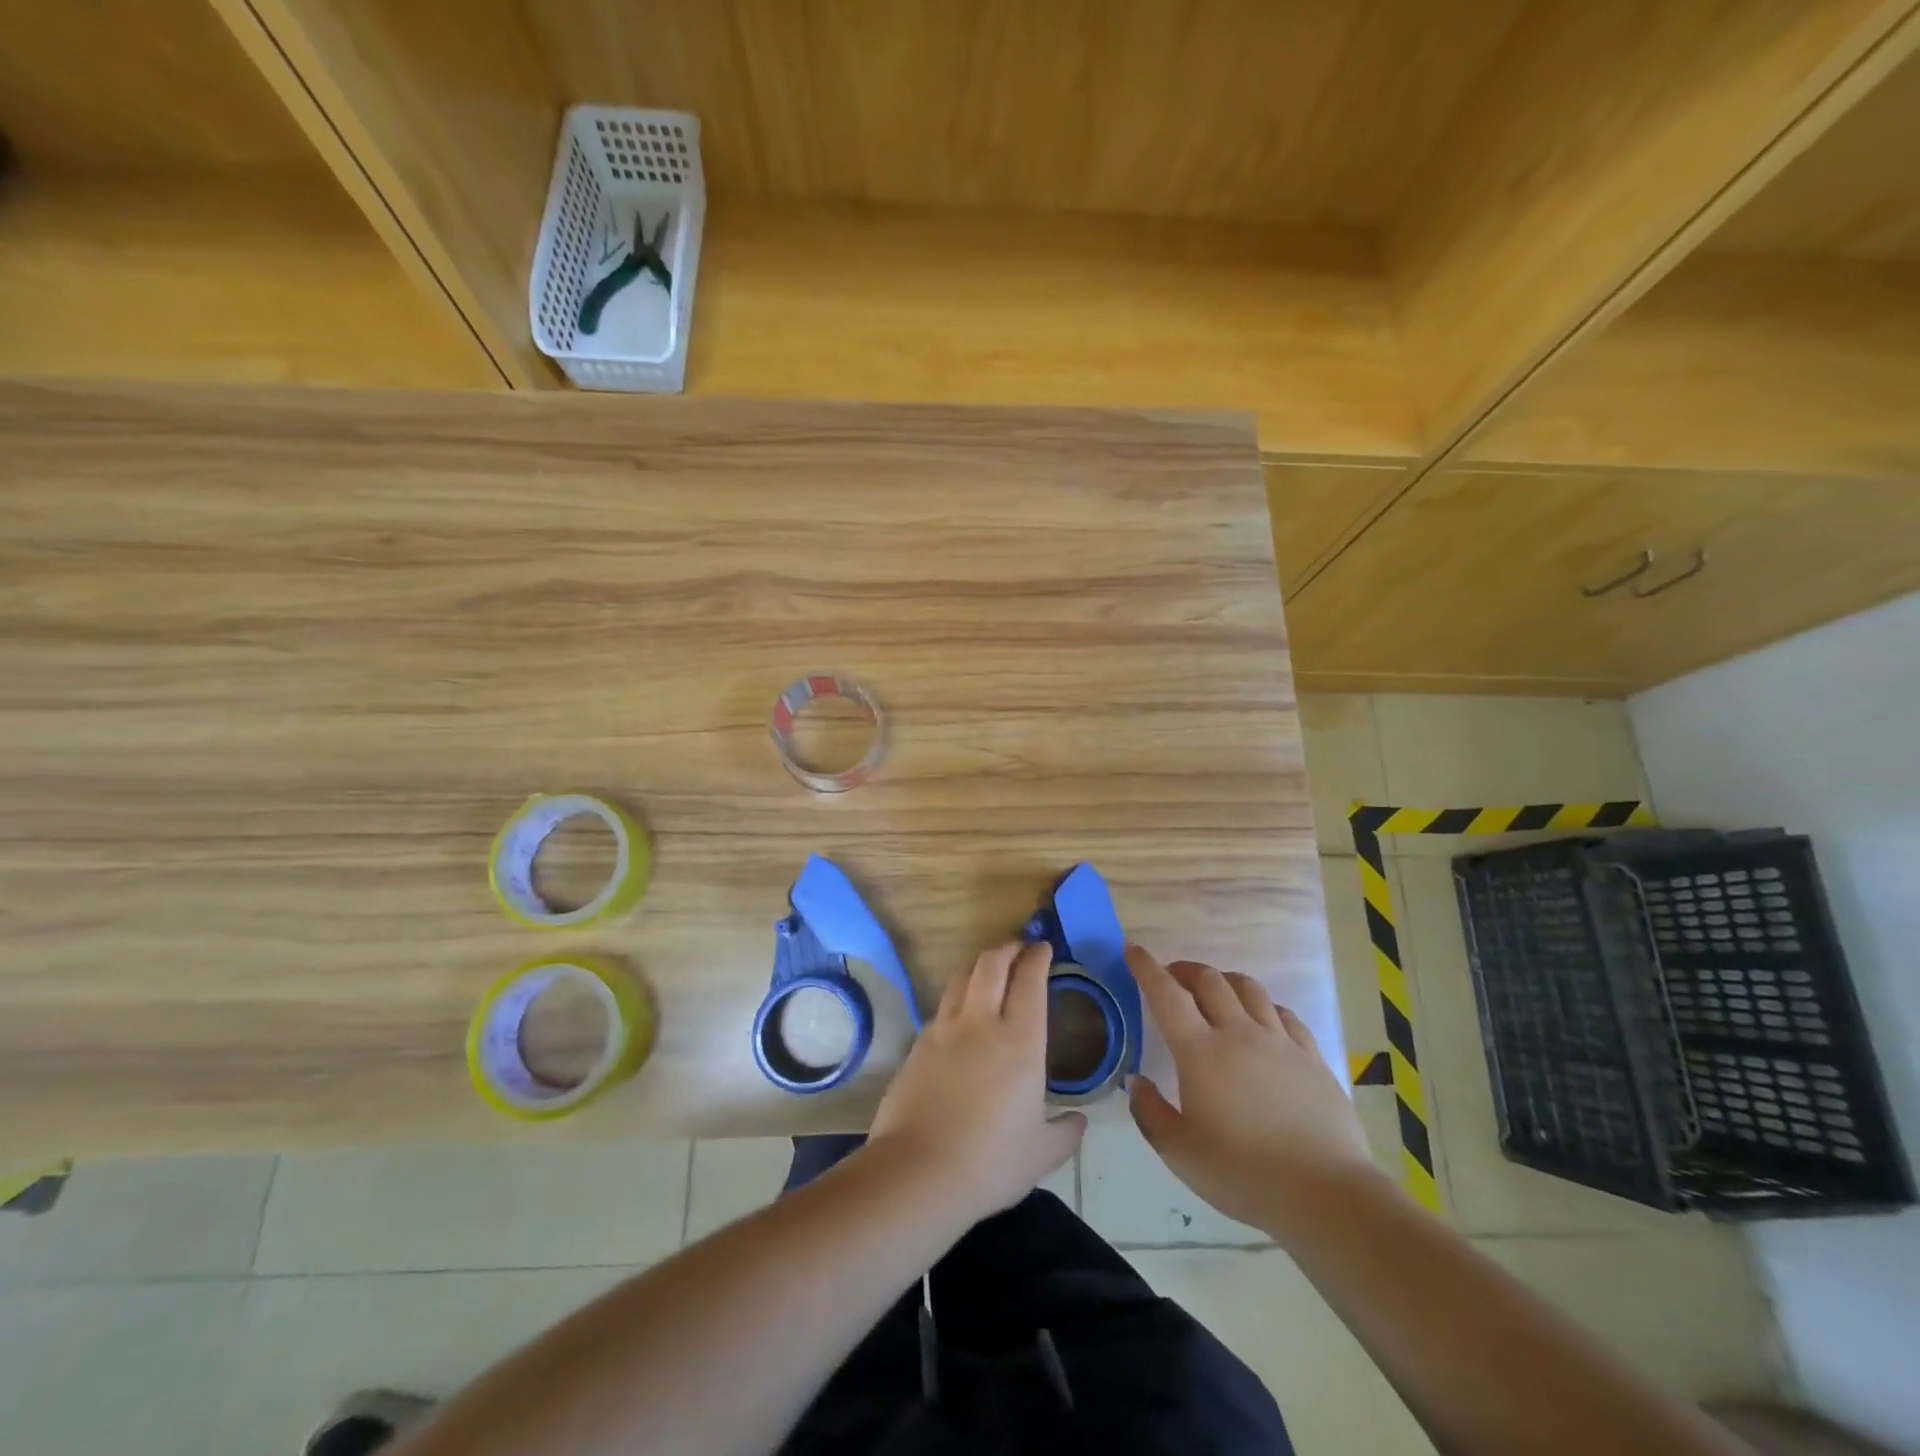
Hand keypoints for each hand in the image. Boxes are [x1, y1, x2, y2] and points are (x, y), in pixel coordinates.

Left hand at [869, 941, 1085, 1223]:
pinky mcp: (918, 1044)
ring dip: (979, 967)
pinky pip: (942, 1007)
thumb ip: (1066, 1131)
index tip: (1044, 948)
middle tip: (1018, 950)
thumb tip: (1078, 1120)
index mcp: (1020, 1041)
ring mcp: (944, 1029)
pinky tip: (961, 1018)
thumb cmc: (991, 1162)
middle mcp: (981, 1023)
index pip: (1030, 980)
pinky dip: (957, 999)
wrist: (919, 1172)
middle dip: (1007, 949)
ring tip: (989, 974)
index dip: (1037, 957)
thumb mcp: (1042, 1153)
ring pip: (961, 978)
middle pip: (991, 963)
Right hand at [1125, 945, 1379, 1238]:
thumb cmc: (1243, 1174)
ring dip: (1224, 980)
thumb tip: (1137, 1081)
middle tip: (1172, 977)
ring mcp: (1279, 1041)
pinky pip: (1283, 1013)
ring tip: (1215, 991)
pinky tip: (1262, 1019)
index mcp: (1200, 1051)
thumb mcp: (1180, 1153)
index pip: (1166, 994)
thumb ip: (1150, 1112)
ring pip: (1248, 988)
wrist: (1325, 1193)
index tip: (1133, 949)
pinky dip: (1263, 1005)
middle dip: (1185, 970)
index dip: (1146, 967)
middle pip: (1209, 980)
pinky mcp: (1311, 1056)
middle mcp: (1238, 1033)